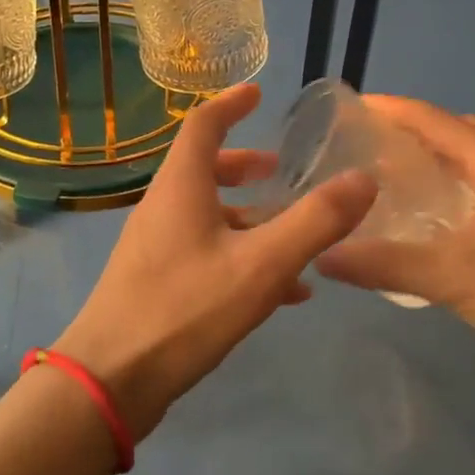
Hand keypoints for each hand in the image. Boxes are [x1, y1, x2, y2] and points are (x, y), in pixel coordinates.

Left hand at [53, 83, 375, 438]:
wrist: (110, 381)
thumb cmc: (185, 309)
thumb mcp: (261, 265)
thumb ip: (315, 222)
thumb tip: (364, 179)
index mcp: (181, 187)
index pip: (203, 125)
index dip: (231, 104)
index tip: (258, 93)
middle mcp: (163, 208)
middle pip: (204, 170)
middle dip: (245, 166)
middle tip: (280, 171)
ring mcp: (156, 247)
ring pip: (208, 215)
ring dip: (249, 215)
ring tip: (294, 232)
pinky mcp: (157, 283)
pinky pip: (206, 253)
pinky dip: (242, 255)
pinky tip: (282, 290)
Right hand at [315, 97, 474, 388]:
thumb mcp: (451, 277)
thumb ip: (385, 264)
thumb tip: (323, 255)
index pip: (433, 119)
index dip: (390, 109)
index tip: (348, 107)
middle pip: (448, 132)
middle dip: (403, 132)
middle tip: (356, 145)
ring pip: (462, 159)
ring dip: (424, 159)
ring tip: (377, 173)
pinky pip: (471, 183)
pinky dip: (441, 184)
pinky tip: (414, 210)